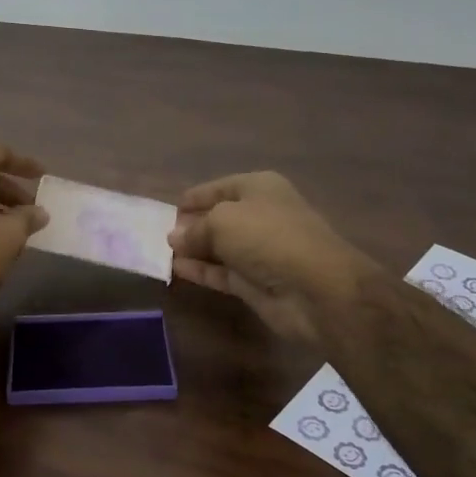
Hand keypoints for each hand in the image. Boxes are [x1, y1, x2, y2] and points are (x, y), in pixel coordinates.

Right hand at [168, 172, 382, 344]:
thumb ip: (195, 229)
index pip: (219, 187)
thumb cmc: (269, 237)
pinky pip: (221, 272)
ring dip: (193, 249)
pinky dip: (201, 270)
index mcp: (259, 188)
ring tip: (160, 253)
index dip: (194, 197)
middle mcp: (260, 215)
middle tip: (158, 234)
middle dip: (191, 224)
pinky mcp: (255, 282)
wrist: (317, 289)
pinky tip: (176, 269)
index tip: (168, 210)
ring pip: (218, 247)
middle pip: (218, 217)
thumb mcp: (223, 221)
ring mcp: (259, 251)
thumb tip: (175, 238)